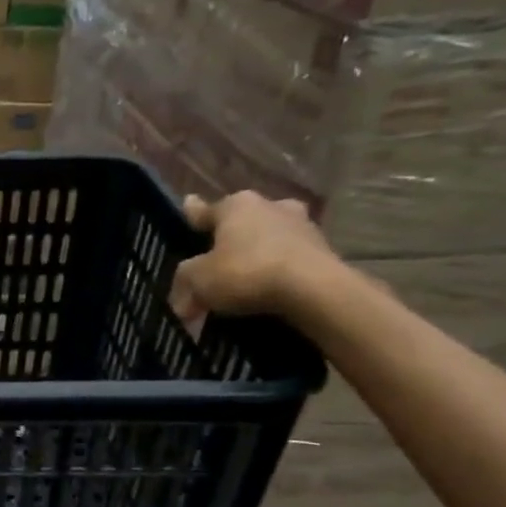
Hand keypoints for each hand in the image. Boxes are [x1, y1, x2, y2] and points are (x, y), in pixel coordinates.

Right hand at [171, 192, 336, 320]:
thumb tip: (182, 301)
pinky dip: (278, 270)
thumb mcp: (198, 280)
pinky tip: (269, 290)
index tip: (188, 207)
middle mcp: (271, 206)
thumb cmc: (246, 272)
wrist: (312, 289)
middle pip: (242, 222)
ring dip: (258, 253)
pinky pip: (289, 259)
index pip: (205, 210)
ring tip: (246, 281)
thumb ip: (184, 282)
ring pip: (269, 238)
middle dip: (231, 237)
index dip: (193, 215)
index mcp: (236, 205)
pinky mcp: (323, 250)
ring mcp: (302, 225)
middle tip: (219, 257)